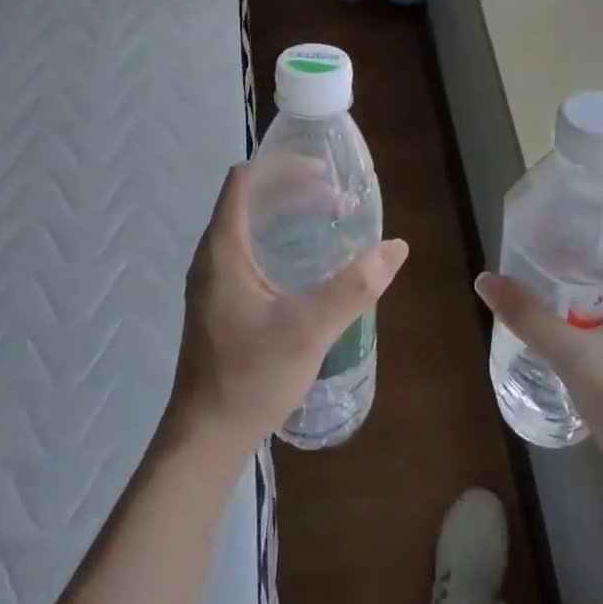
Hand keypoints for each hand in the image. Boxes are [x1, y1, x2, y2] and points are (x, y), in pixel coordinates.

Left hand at [167, 163, 407, 457]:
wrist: (206, 436)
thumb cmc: (251, 376)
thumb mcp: (309, 329)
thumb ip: (354, 287)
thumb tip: (395, 248)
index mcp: (223, 251)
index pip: (243, 182)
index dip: (280, 167)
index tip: (321, 172)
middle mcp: (211, 258)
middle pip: (248, 202)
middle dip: (292, 191)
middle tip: (336, 199)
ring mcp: (212, 282)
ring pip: (248, 229)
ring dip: (285, 217)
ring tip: (327, 222)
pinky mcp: (218, 303)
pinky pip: (247, 253)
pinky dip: (277, 242)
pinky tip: (306, 265)